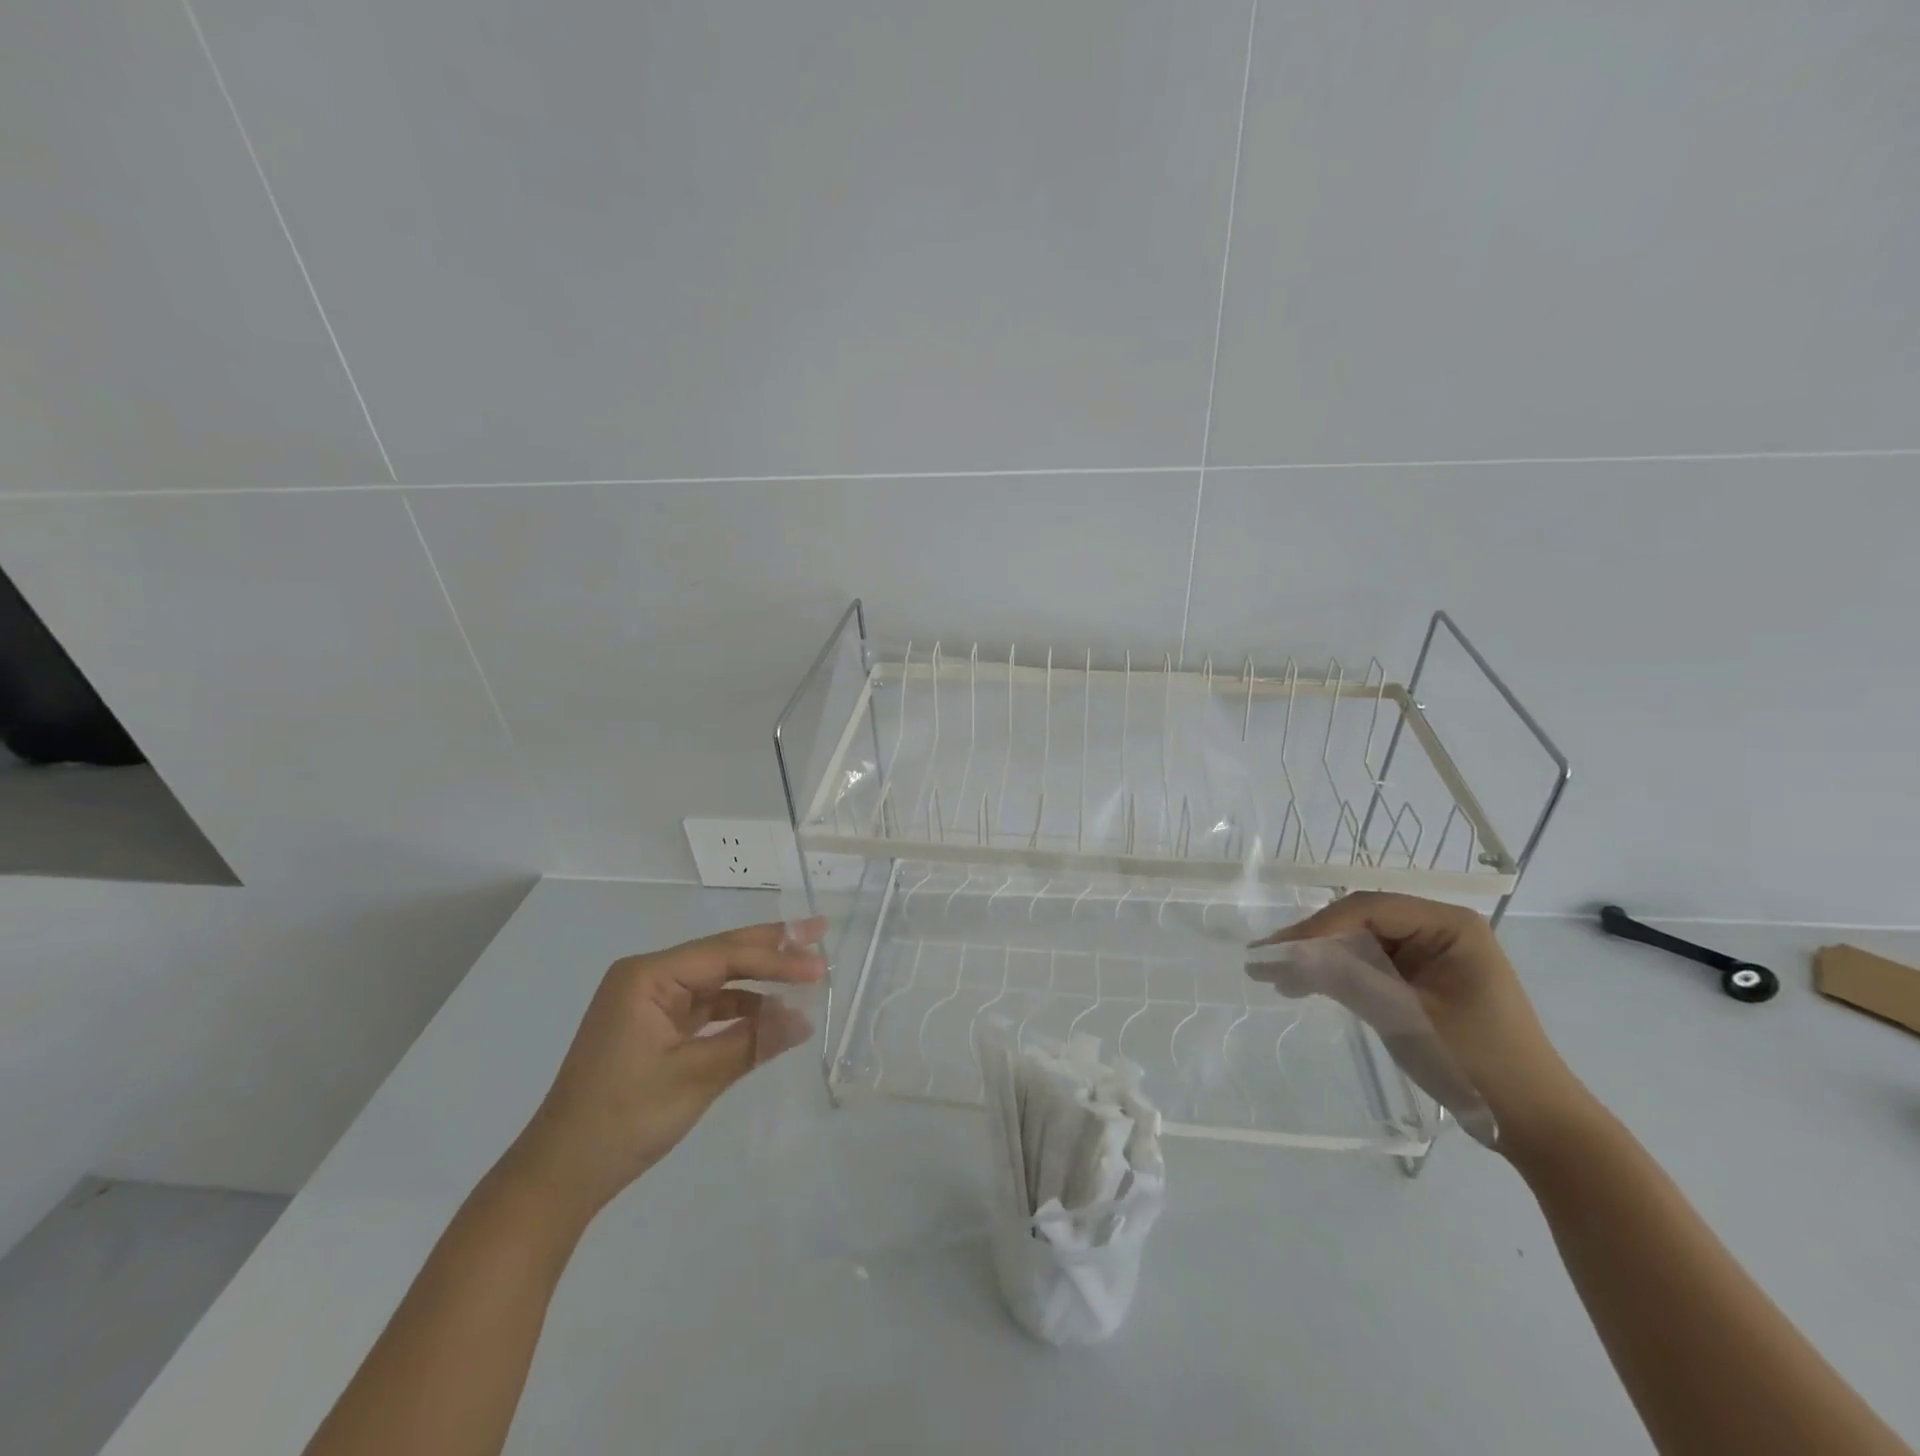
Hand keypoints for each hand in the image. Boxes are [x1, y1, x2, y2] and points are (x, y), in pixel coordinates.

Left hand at [504, 919, 825, 1225]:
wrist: (559, 1176)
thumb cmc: (623, 1119)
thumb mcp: (695, 1077)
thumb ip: (753, 1041)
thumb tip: (806, 1019)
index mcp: (647, 976)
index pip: (725, 955)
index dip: (776, 958)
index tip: (819, 965)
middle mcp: (647, 978)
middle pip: (720, 955)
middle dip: (771, 948)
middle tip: (818, 932)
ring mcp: (648, 1003)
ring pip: (716, 980)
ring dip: (758, 982)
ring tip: (804, 977)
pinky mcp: (653, 1027)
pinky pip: (705, 1007)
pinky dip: (739, 1010)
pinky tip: (769, 1015)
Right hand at [1258, 893, 1592, 1160]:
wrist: (1538, 1125)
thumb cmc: (1479, 1063)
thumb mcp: (1406, 1017)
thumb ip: (1347, 978)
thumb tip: (1284, 954)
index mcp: (1448, 924)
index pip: (1368, 909)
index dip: (1318, 927)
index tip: (1277, 952)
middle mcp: (1439, 929)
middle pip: (1360, 922)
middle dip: (1312, 943)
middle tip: (1264, 961)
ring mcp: (1431, 955)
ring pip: (1360, 944)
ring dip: (1320, 961)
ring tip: (1274, 977)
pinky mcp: (1423, 981)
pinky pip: (1372, 967)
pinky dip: (1340, 977)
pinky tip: (1306, 987)